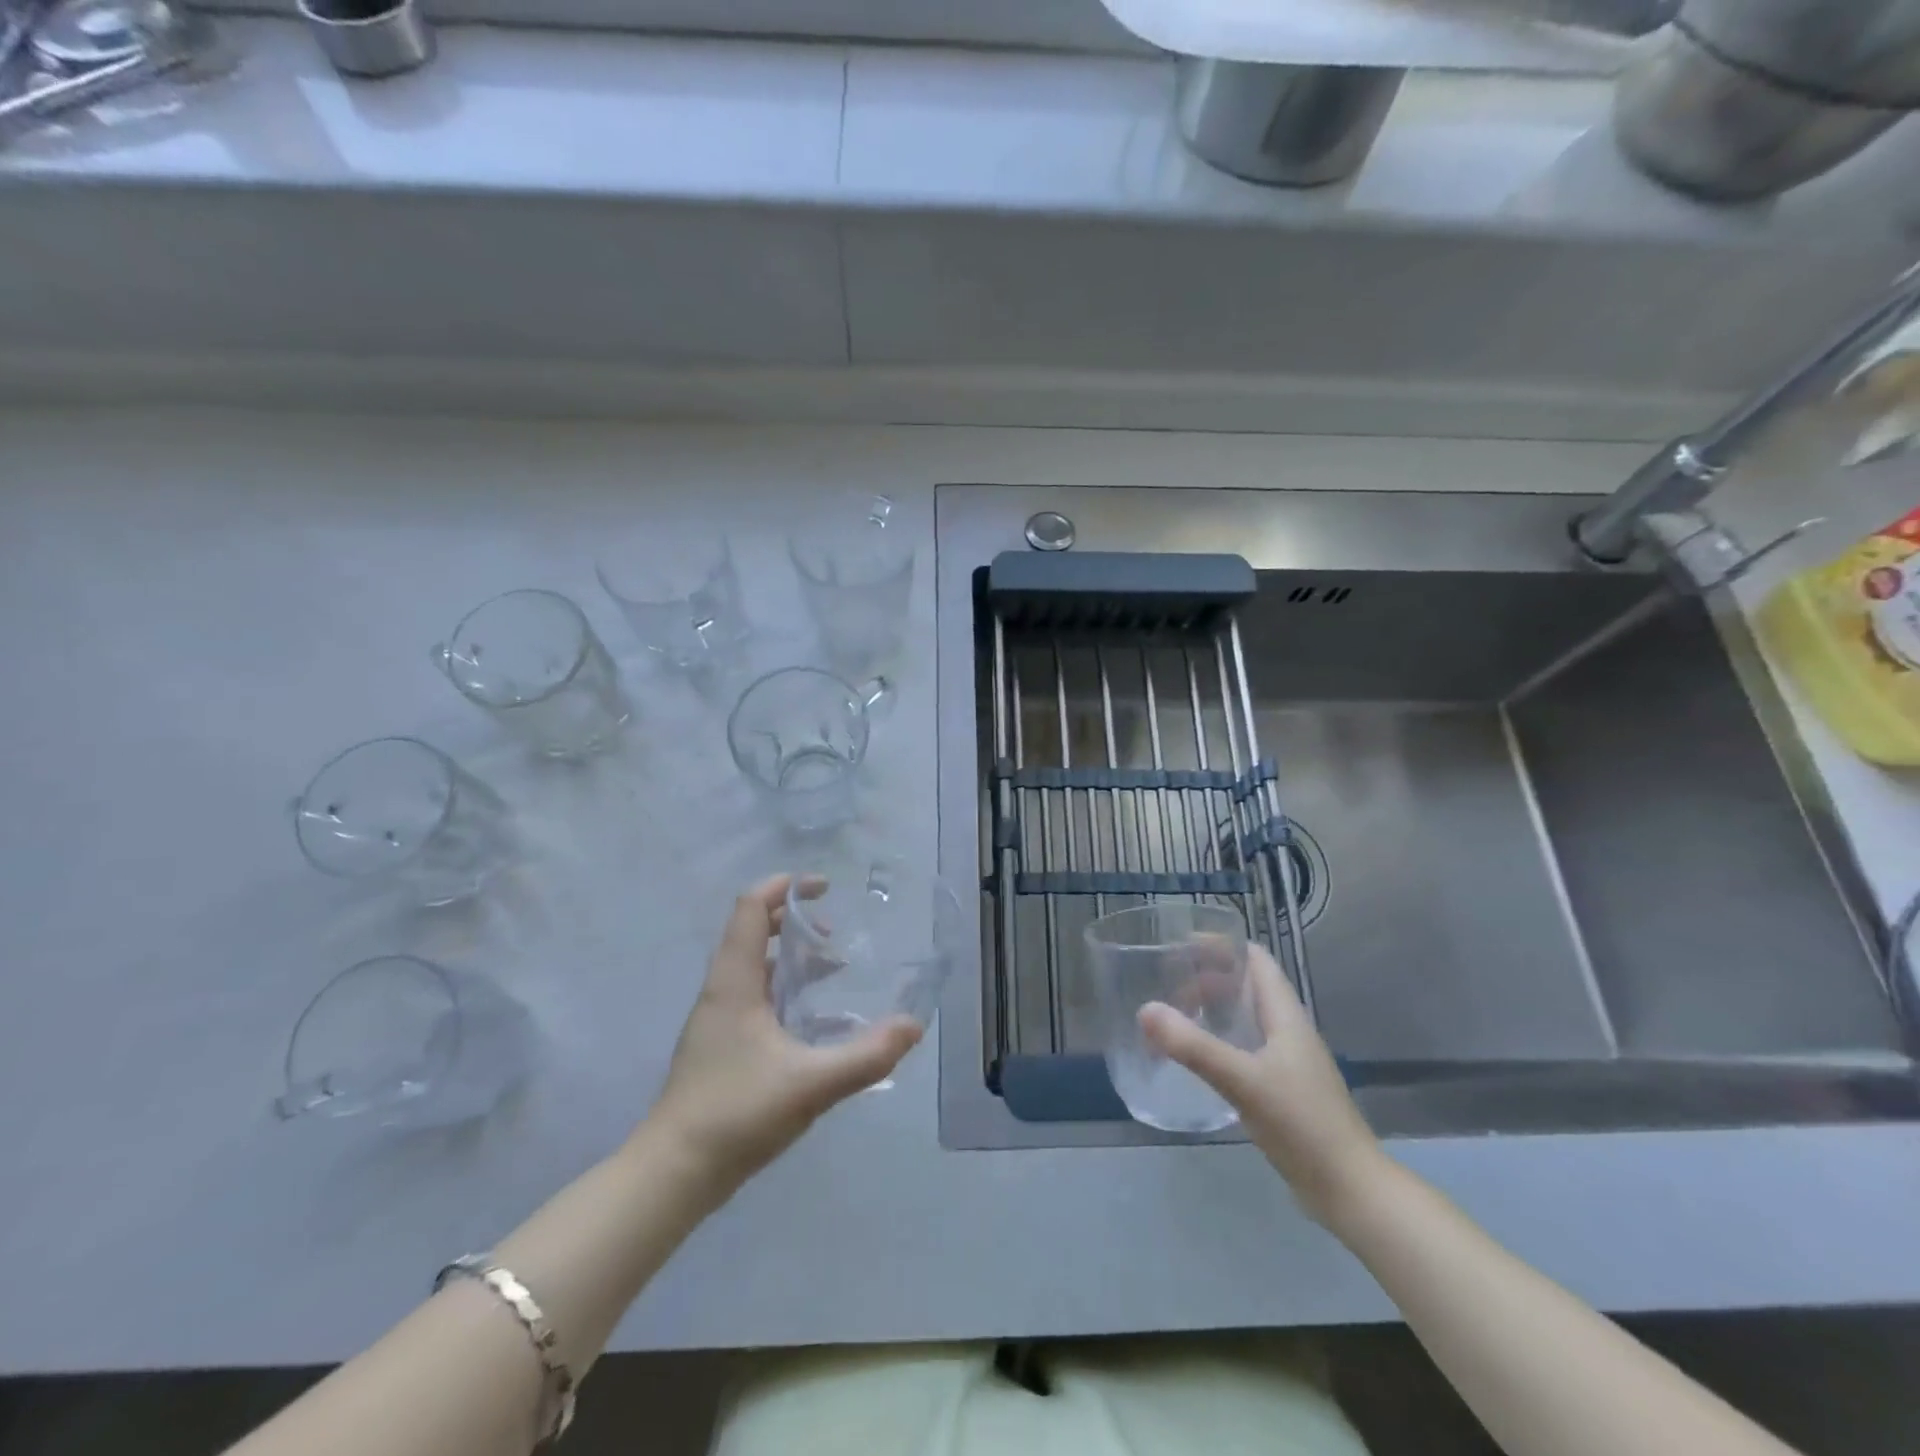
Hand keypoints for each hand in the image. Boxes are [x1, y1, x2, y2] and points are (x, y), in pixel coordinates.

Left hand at [646, 874, 922, 1197]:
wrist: (673, 1174)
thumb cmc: (737, 1114)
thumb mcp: (811, 1084)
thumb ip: (866, 1056)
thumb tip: (913, 1026)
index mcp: (735, 983)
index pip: (751, 908)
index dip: (785, 887)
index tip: (824, 888)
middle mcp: (721, 991)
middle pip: (753, 931)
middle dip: (794, 920)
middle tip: (834, 932)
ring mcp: (716, 1019)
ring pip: (754, 965)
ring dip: (791, 956)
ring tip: (833, 970)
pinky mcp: (719, 1045)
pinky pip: (753, 994)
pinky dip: (783, 987)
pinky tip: (810, 1019)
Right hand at [1140, 943, 1383, 1224]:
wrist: (1350, 1191)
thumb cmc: (1302, 1125)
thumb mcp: (1242, 1081)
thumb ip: (1194, 1046)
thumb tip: (1145, 1009)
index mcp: (1286, 1016)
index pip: (1256, 960)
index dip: (1222, 945)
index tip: (1180, 945)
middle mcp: (1288, 1031)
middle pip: (1247, 987)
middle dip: (1208, 979)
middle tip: (1167, 987)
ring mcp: (1287, 1062)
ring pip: (1245, 1019)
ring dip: (1212, 1011)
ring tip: (1174, 1017)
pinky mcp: (1282, 1090)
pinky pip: (1244, 1048)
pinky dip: (1218, 1042)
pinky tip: (1197, 1060)